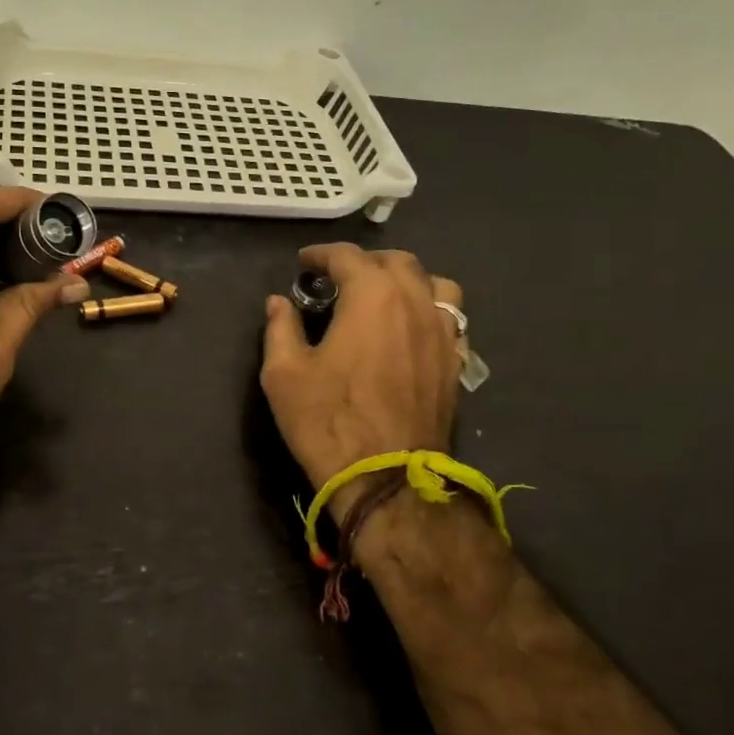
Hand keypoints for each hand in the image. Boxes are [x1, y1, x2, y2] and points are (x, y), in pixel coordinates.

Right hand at [260, 244, 464, 524]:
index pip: (347, 257)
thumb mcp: (284, 374)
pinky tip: (411, 328)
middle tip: (338, 277)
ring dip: (406, 280)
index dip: (321, 254)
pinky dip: (429, 310)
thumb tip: (278, 303)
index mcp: (372, 296)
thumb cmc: (329, 420)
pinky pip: (450, 318)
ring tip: (384, 295)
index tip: (303, 263)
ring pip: (434, 284)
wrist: (386, 479)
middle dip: (364, 261)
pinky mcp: (455, 362)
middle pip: (396, 261)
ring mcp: (442, 333)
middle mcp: (414, 303)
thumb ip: (280, 329)